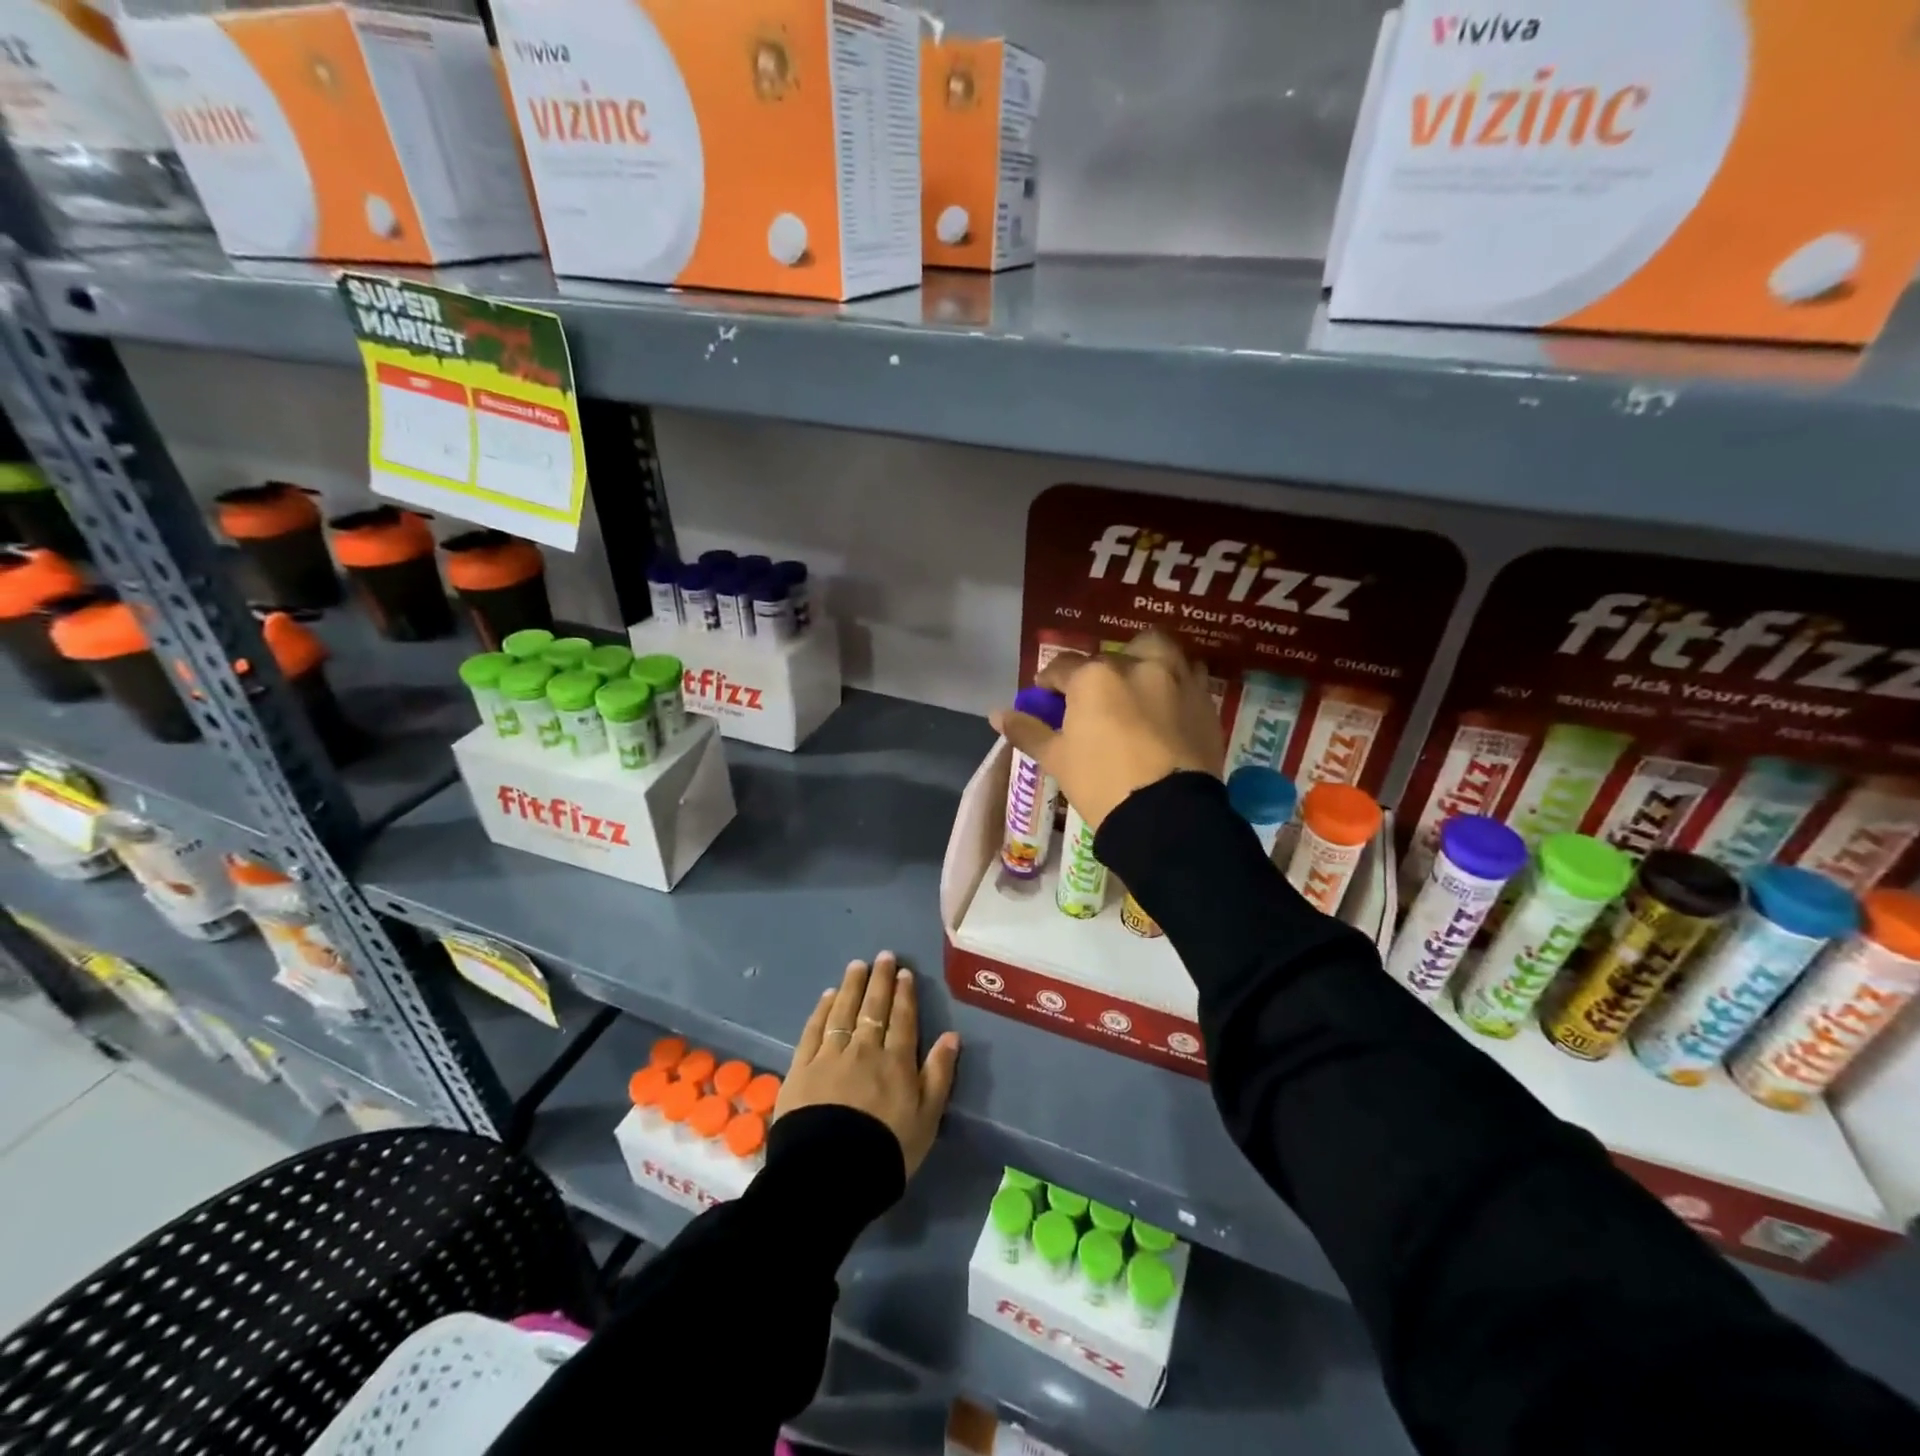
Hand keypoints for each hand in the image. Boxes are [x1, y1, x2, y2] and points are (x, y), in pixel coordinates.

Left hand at [776, 953, 960, 1177]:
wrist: (830, 1174)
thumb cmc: (887, 1151)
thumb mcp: (927, 1118)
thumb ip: (939, 1074)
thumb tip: (951, 1035)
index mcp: (897, 1061)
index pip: (903, 1019)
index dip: (904, 994)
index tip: (904, 972)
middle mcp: (865, 1049)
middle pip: (873, 1007)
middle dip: (880, 980)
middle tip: (883, 956)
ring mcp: (830, 1055)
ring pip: (843, 1011)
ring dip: (852, 986)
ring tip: (857, 965)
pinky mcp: (802, 1067)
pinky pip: (814, 1029)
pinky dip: (823, 1009)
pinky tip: (828, 995)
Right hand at [989, 631, 1222, 831]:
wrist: (1166, 816)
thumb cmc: (1101, 783)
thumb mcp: (1057, 758)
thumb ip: (1027, 731)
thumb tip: (996, 714)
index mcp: (1093, 677)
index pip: (1062, 668)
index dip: (1049, 683)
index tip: (1046, 698)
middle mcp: (1136, 665)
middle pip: (1110, 656)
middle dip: (1098, 671)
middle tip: (1094, 699)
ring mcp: (1176, 678)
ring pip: (1156, 651)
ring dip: (1141, 661)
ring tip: (1135, 688)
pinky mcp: (1204, 699)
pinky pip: (1188, 675)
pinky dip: (1174, 681)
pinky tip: (1166, 704)